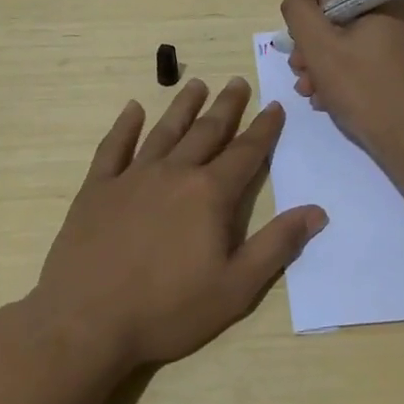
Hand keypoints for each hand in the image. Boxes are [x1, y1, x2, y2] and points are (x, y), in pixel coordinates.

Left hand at [28, 77, 326, 369]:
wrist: (86, 321)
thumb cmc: (167, 309)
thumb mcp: (235, 287)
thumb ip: (277, 245)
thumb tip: (317, 211)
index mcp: (210, 194)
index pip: (245, 153)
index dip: (263, 129)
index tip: (274, 105)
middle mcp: (174, 173)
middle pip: (206, 132)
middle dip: (226, 107)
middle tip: (237, 82)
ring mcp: (132, 177)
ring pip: (164, 131)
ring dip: (183, 106)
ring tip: (196, 84)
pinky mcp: (97, 188)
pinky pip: (113, 147)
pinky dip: (124, 126)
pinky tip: (132, 109)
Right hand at [280, 0, 403, 172]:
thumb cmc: (367, 91)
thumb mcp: (321, 48)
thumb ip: (300, 12)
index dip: (310, 11)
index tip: (302, 46)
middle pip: (343, 11)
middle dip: (315, 42)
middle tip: (300, 72)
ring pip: (354, 36)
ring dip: (325, 61)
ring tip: (310, 91)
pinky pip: (371, 54)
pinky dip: (347, 71)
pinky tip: (330, 99)